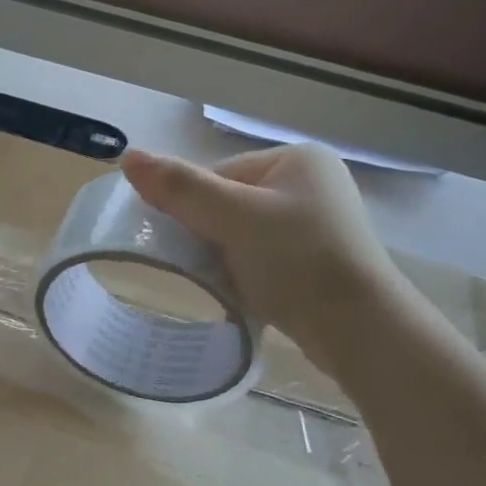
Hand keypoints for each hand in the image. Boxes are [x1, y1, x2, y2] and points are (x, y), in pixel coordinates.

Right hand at [120, 145, 406, 376]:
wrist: (357, 328)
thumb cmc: (296, 260)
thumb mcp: (232, 218)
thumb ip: (180, 188)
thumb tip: (128, 157)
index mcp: (296, 159)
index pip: (217, 176)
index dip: (192, 209)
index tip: (187, 243)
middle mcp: (311, 183)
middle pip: (228, 204)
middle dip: (210, 235)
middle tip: (206, 265)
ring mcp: (318, 223)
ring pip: (243, 234)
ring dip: (225, 258)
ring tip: (228, 283)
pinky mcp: (318, 259)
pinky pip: (263, 257)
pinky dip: (246, 273)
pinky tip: (247, 292)